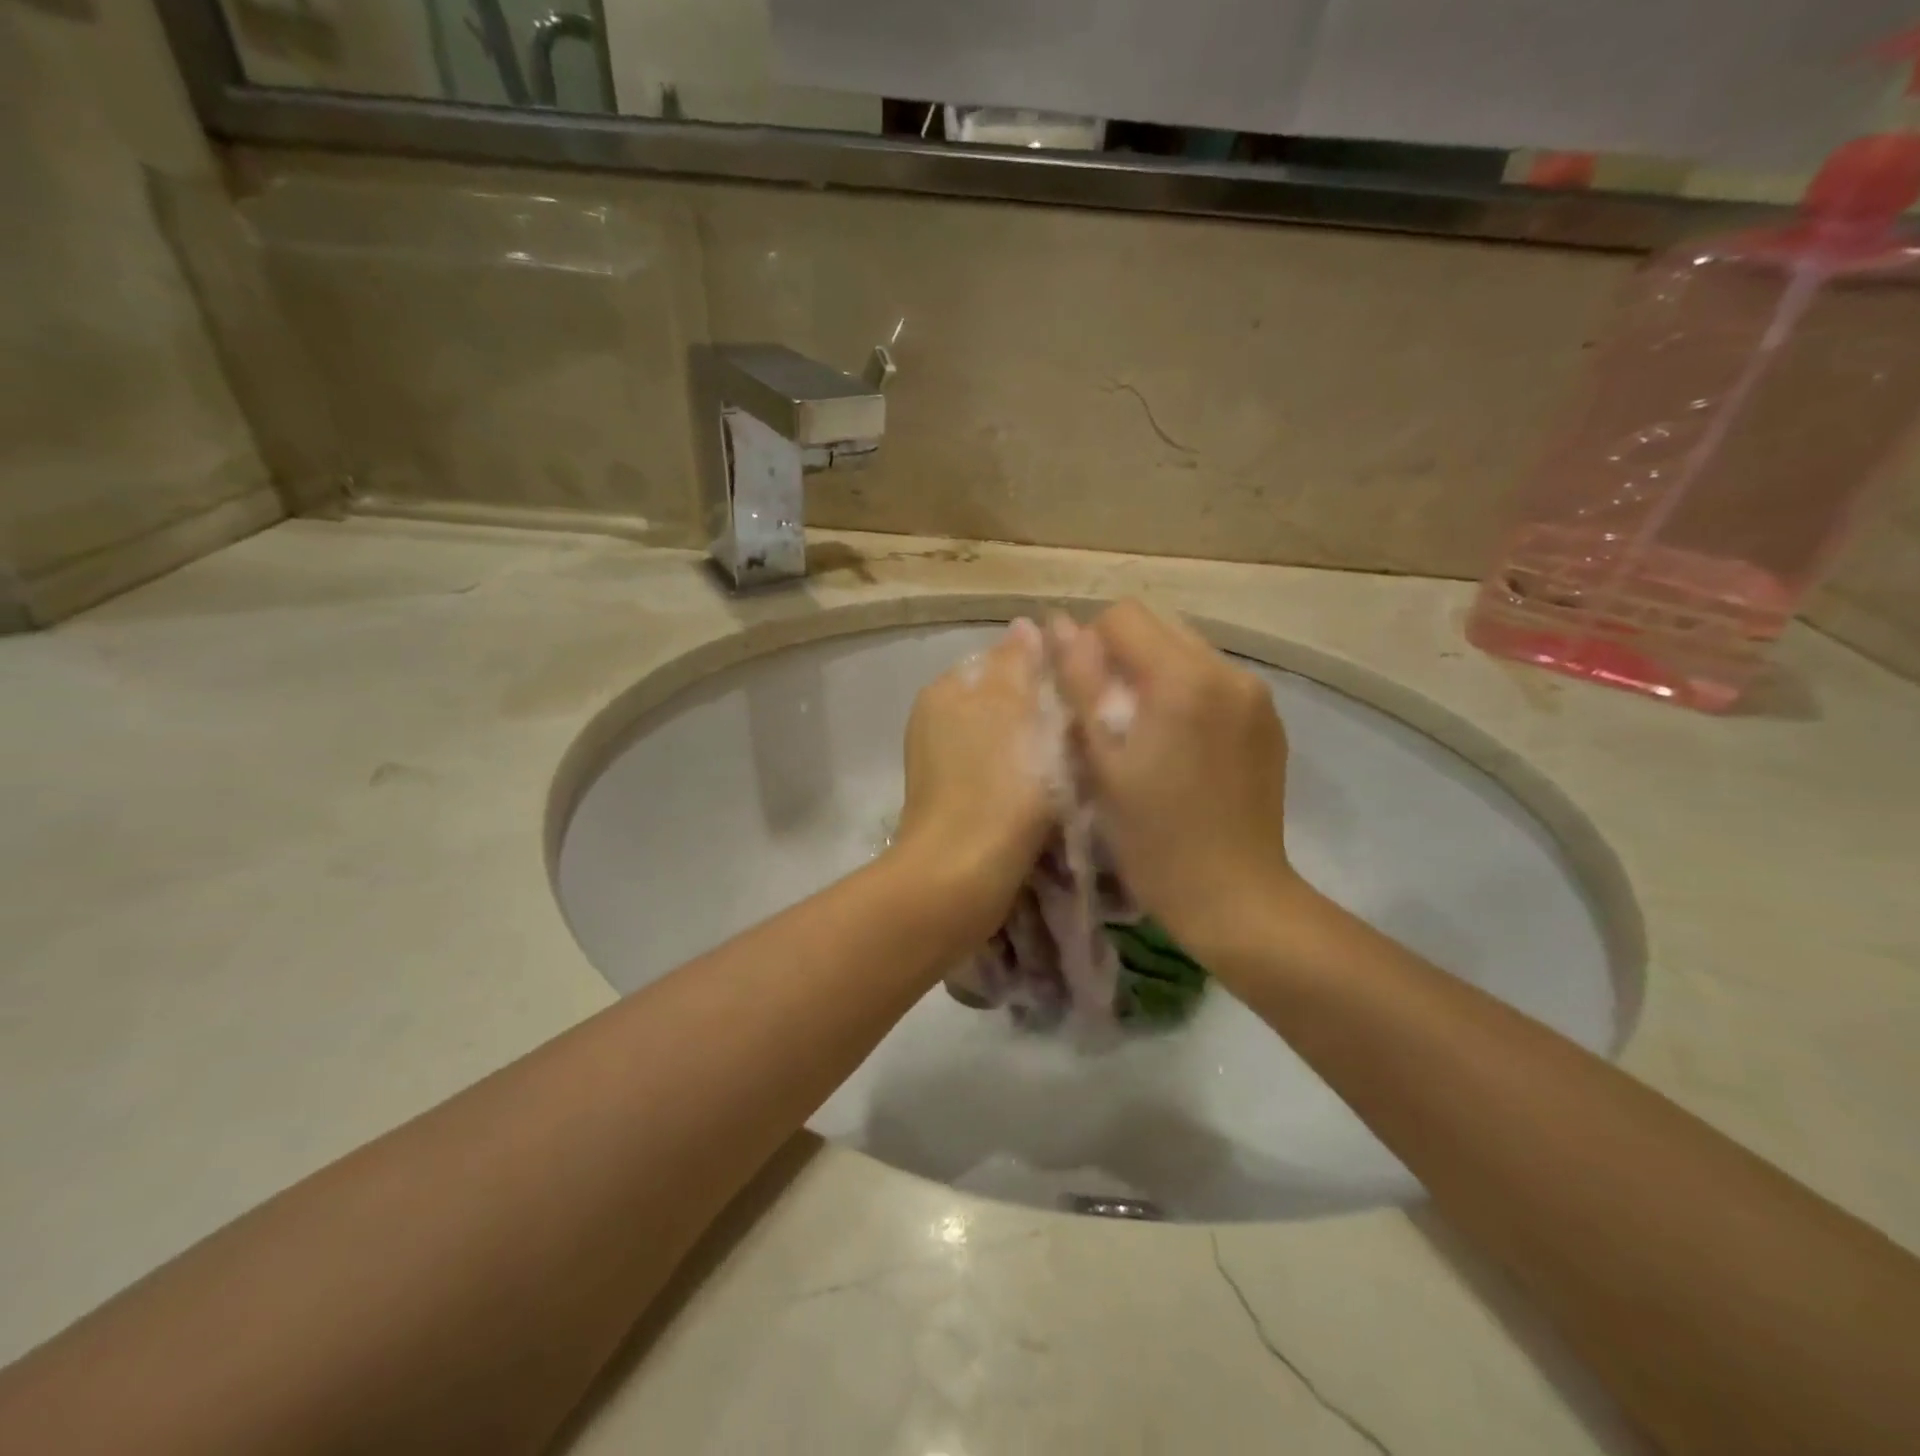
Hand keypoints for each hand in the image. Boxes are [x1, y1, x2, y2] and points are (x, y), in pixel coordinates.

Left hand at [892, 620, 1054, 935]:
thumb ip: (1021, 664)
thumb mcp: (1018, 711)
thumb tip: (1025, 625)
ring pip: (1004, 739)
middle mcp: (936, 719)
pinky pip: (997, 772)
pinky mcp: (952, 802)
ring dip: (1036, 746)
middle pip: (1005, 700)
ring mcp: (940, 763)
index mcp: (946, 689)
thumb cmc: (999, 786)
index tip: (1085, 691)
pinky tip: (1047, 794)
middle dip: (1042, 711)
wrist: (960, 877)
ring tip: (1073, 764)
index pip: (1005, 659)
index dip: (1048, 670)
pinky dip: (1021, 777)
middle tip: (1085, 730)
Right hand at [1051, 600, 1303, 958]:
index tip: (1083, 696)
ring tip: (1145, 733)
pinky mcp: (1269, 720)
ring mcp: (1256, 695)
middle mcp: (1228, 671)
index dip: (1090, 645)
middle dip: (1124, 657)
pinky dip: (1187, 694)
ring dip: (1156, 675)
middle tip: (1109, 716)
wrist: (1234, 897)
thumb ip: (1080, 683)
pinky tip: (1180, 747)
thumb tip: (1057, 624)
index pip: (1124, 616)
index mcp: (1184, 678)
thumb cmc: (1154, 837)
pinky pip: (1215, 681)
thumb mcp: (1103, 760)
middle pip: (1160, 626)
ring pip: (1188, 652)